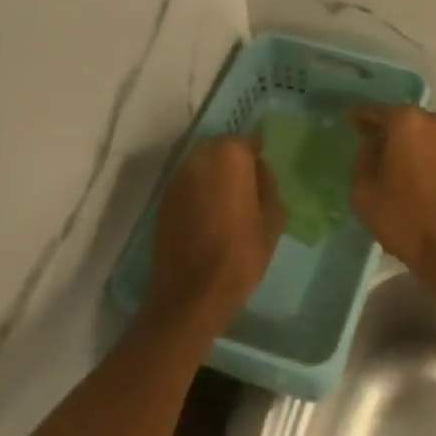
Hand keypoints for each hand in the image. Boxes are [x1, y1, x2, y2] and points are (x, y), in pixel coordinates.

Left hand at [147, 136, 284, 332]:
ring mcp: (177, 179)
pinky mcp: (163, 200)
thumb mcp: (273, 219)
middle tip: (246, 188)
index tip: (263, 177)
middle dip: (233, 162)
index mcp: (230, 156)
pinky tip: (207, 216)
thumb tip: (259, 171)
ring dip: (213, 176)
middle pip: (221, 149)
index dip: (257, 157)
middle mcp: (200, 158)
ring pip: (201, 165)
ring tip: (226, 203)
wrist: (191, 294)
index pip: (248, 141)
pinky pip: (187, 185)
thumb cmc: (241, 254)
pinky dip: (198, 192)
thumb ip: (268, 186)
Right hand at [349, 105, 435, 283]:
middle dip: (382, 129)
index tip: (346, 121)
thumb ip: (362, 159)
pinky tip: (405, 173)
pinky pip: (431, 150)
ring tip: (384, 160)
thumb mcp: (364, 190)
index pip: (374, 111)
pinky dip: (417, 155)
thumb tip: (369, 145)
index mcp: (406, 121)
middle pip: (400, 120)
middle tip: (363, 142)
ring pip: (418, 135)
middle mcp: (431, 122)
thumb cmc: (403, 215)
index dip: (358, 117)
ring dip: (402, 143)